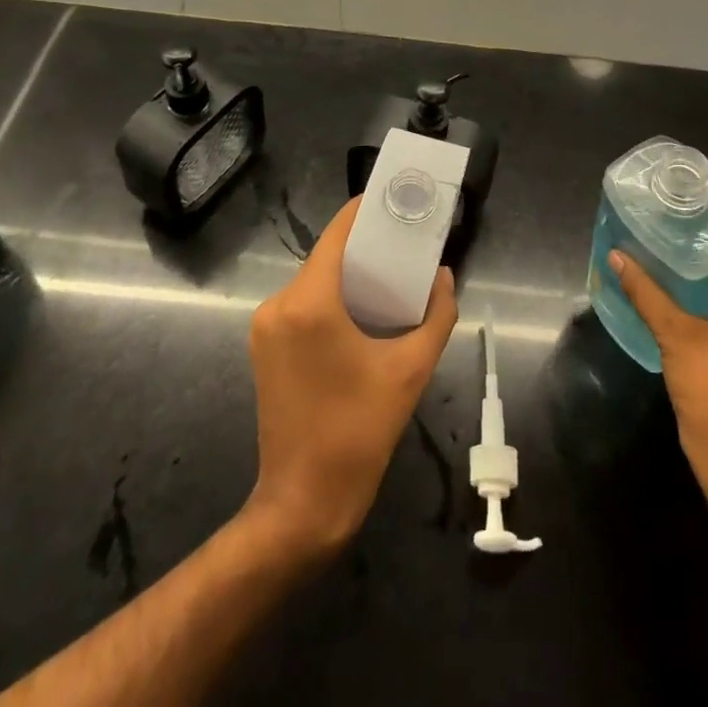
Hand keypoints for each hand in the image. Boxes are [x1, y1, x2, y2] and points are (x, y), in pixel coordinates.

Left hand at [246, 196, 458, 554]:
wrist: (303, 503)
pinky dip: (331, 297)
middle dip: (364, 246)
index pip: (337, 234)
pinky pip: (302, 304)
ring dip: (348, 274)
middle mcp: (278, 304)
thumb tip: (443, 276)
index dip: (366, 212)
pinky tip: (362, 309)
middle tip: (406, 244)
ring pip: (314, 280)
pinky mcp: (264, 346)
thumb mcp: (410, 371)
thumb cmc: (358, 433)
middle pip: (326, 256)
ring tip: (391, 275)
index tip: (398, 203)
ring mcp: (265, 326)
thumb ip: (436, 316)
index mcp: (309, 302)